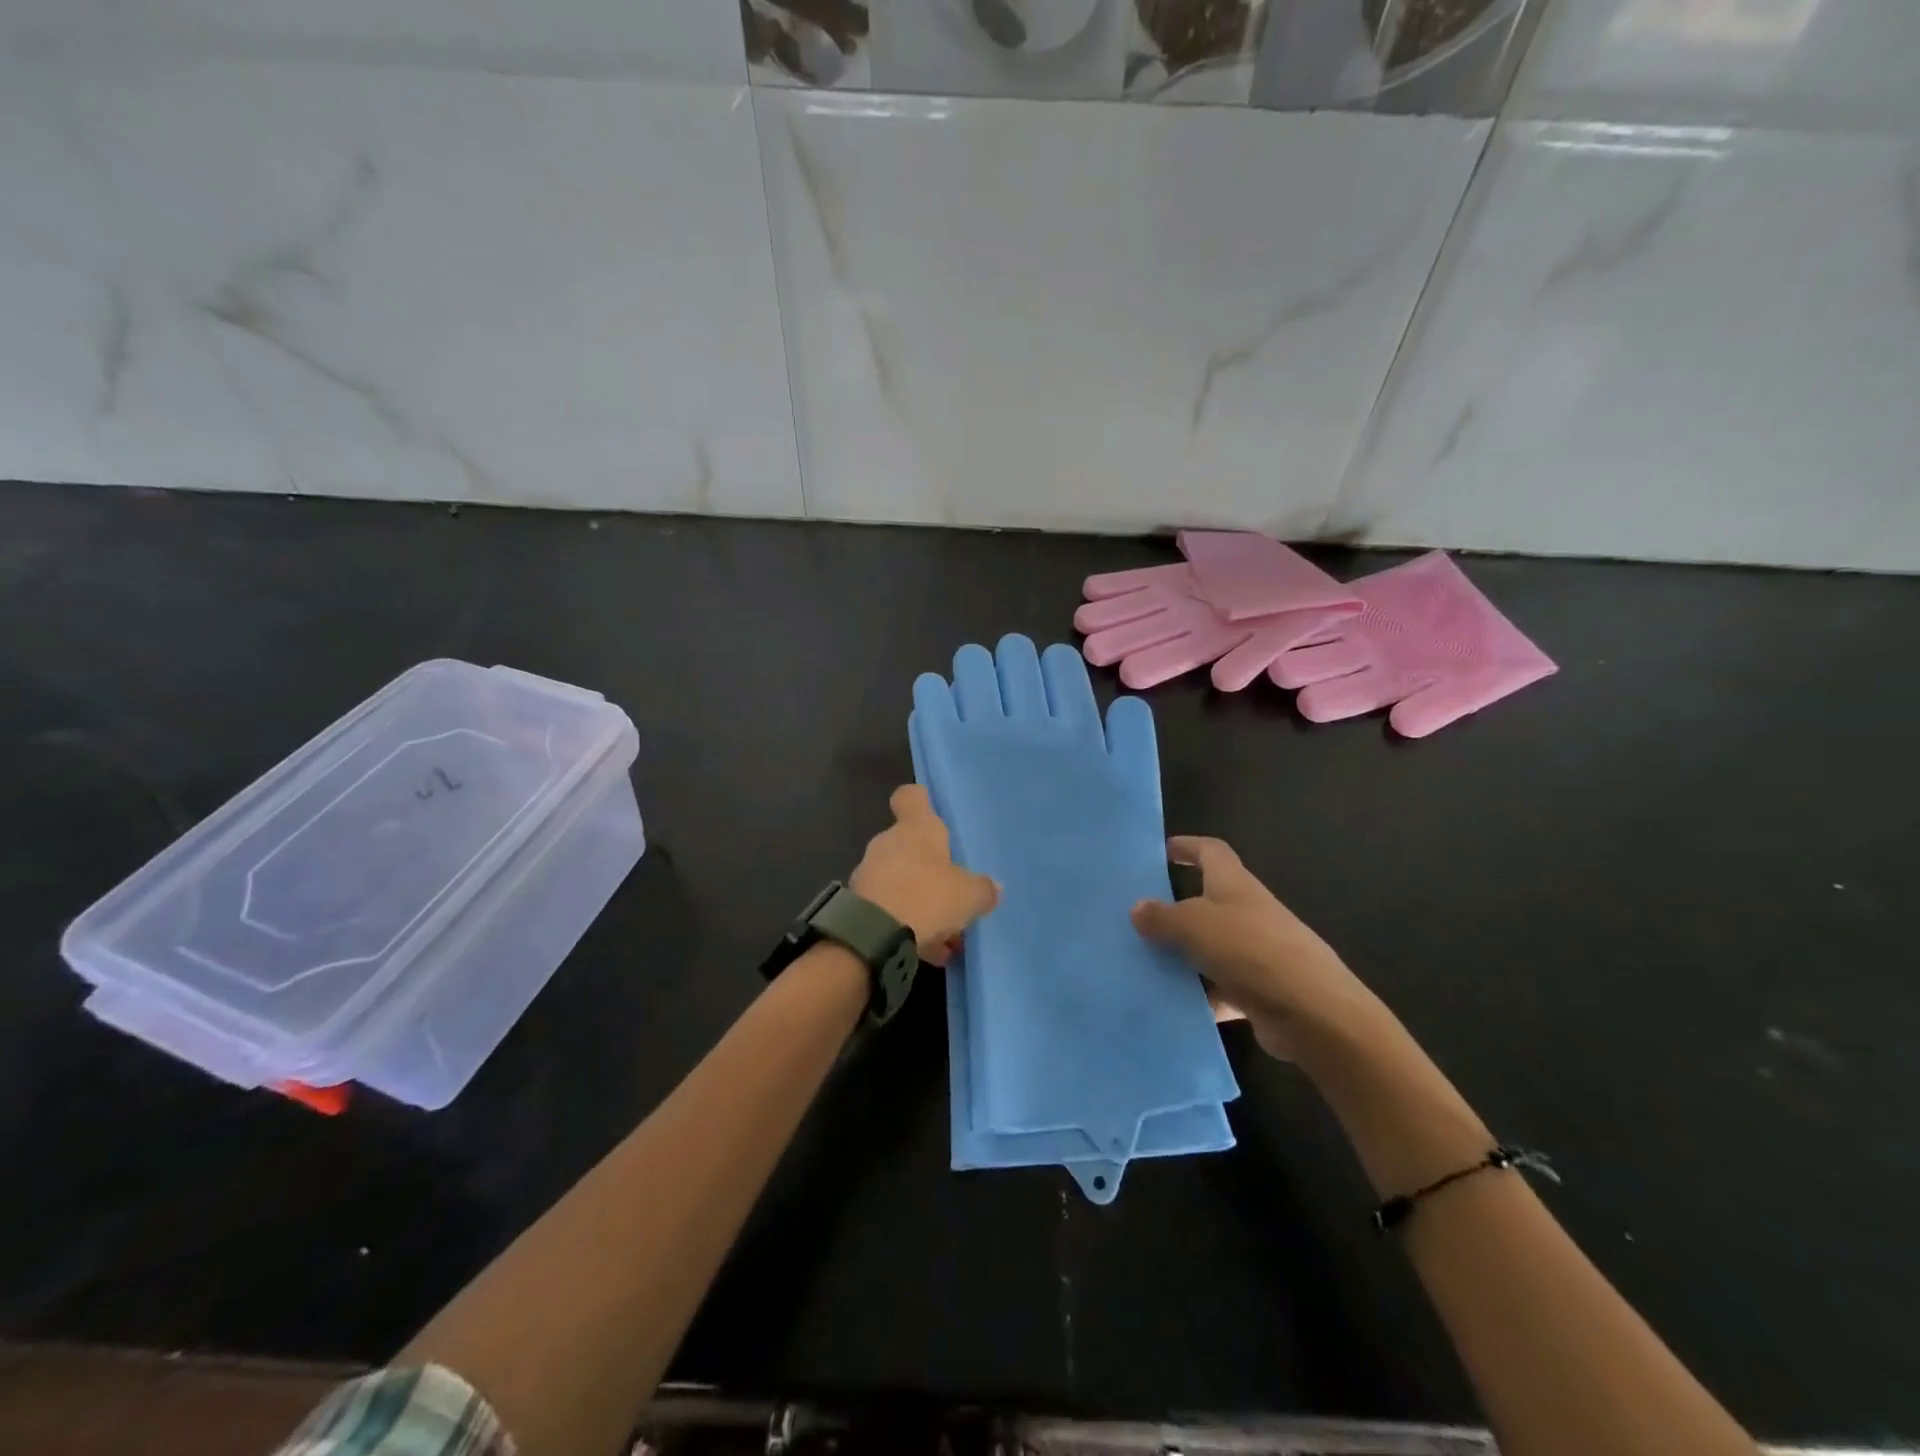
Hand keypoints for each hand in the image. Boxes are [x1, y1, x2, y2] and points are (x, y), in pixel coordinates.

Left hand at [851, 786, 999, 965]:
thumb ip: (983, 889)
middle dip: (930, 868)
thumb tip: (993, 887)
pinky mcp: (859, 904)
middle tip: (954, 892)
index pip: (911, 797)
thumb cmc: (926, 897)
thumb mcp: (970, 896)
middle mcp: (888, 843)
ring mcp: (870, 873)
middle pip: (910, 845)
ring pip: (901, 880)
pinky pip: (890, 909)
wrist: (873, 937)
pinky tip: (929, 950)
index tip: (933, 813)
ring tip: (947, 932)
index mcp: (916, 828)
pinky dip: (908, 923)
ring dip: (921, 901)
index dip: (922, 801)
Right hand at [1130, 836, 1381, 1062]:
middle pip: (1210, 900)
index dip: (1189, 846)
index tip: (1163, 850)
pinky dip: (1202, 994)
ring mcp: (1259, 952)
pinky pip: (1223, 987)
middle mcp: (1249, 912)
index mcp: (1235, 885)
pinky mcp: (1263, 990)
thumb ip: (1163, 917)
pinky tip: (1174, 1003)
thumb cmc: (1250, 950)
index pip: (1212, 852)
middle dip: (1178, 907)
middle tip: (1140, 915)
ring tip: (1145, 961)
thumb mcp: (1194, 925)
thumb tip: (1138, 908)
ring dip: (1185, 954)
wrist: (1314, 1013)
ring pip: (1213, 946)